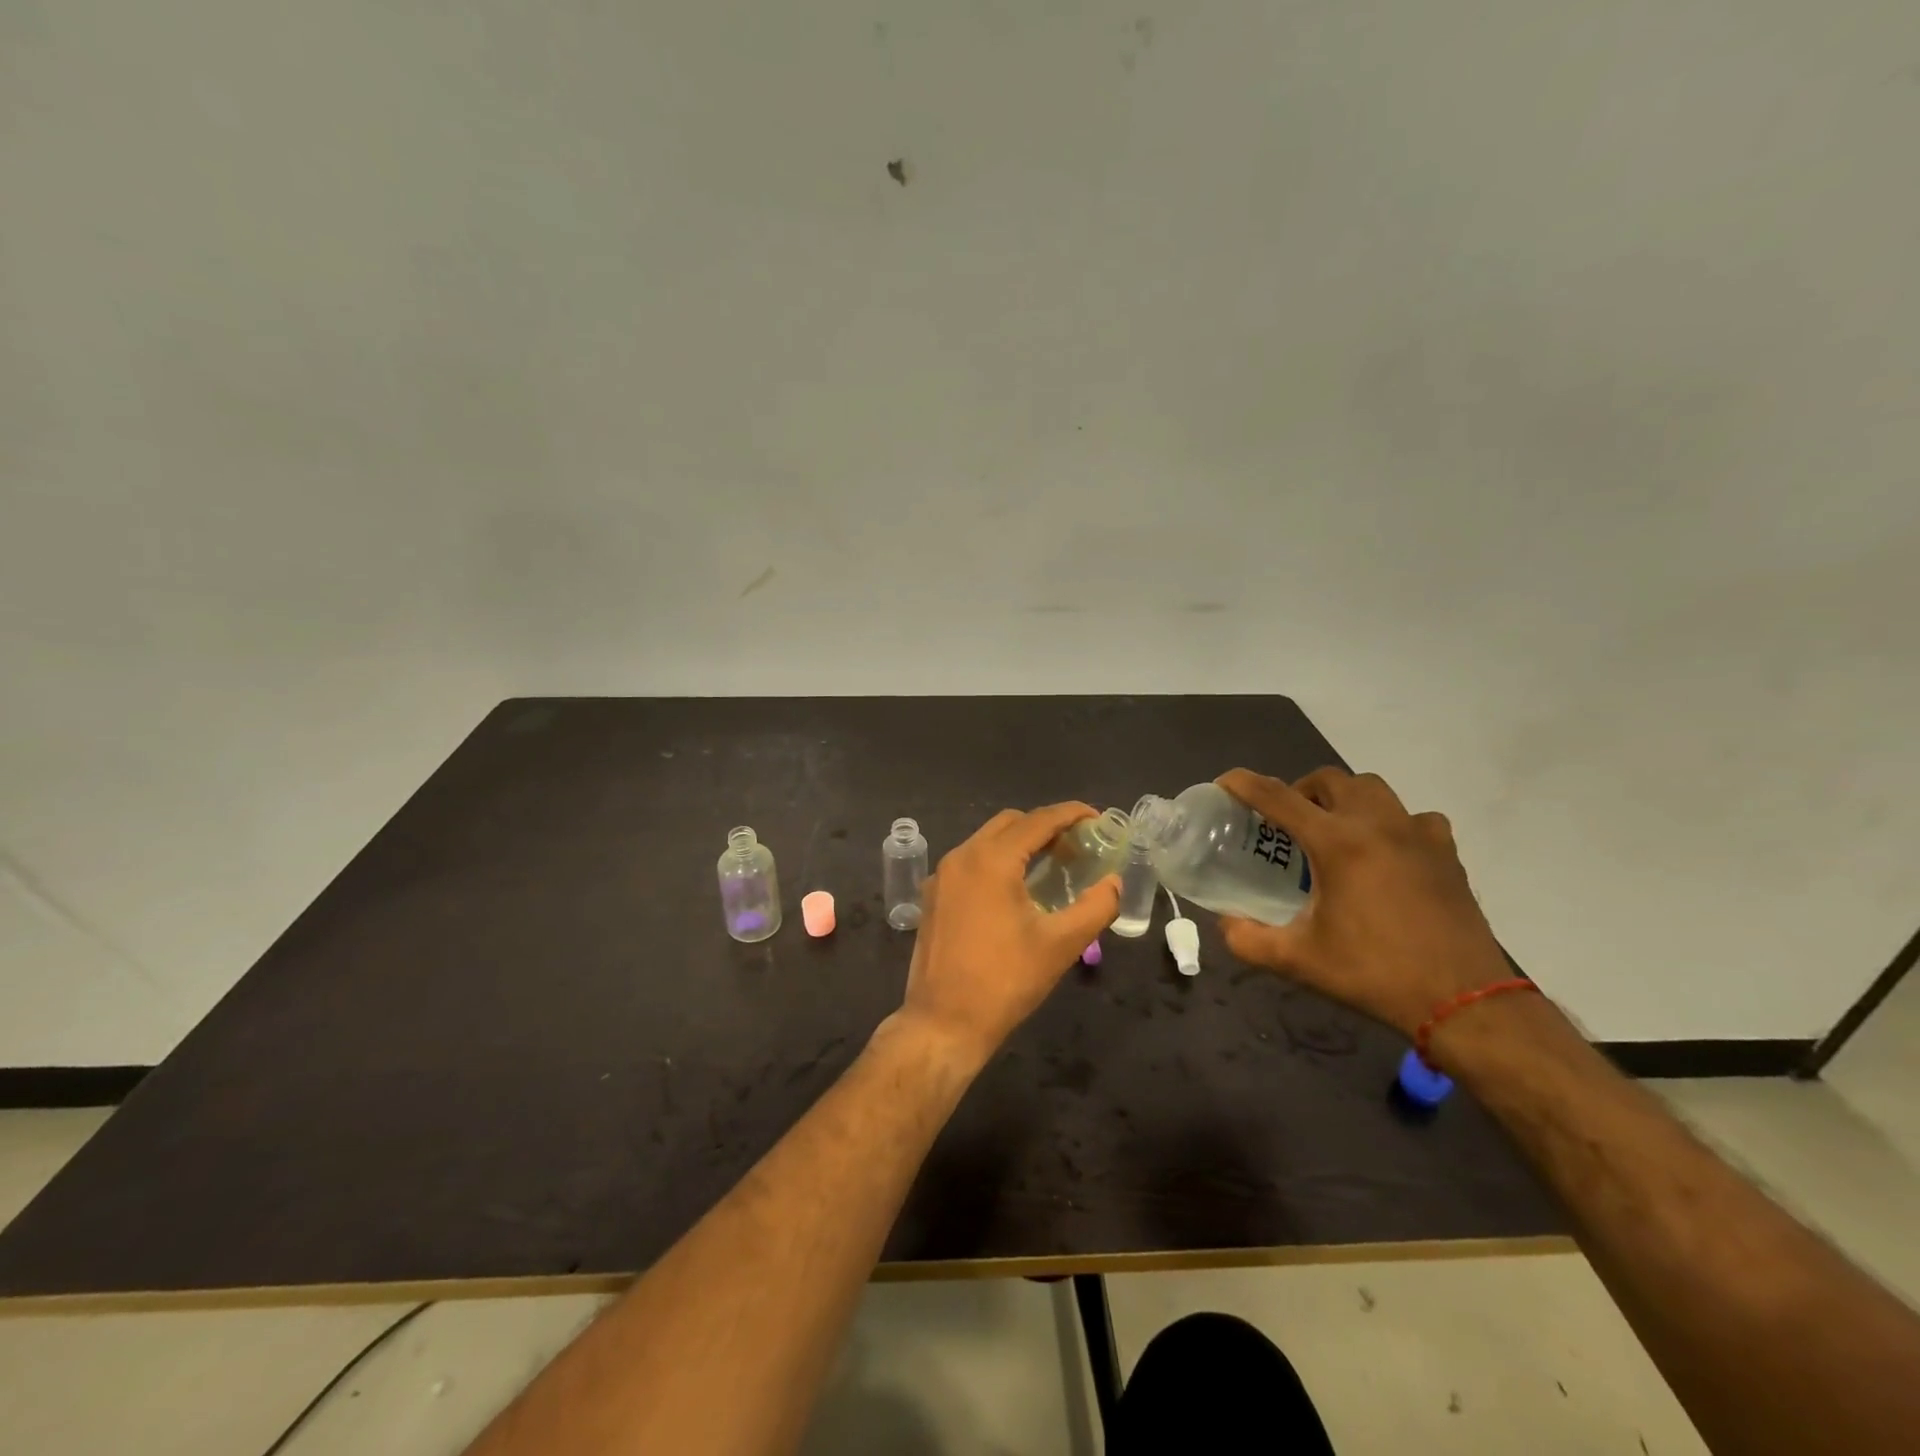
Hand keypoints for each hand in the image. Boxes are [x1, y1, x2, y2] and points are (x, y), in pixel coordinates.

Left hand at [893, 803, 1120, 1068]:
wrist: (943, 1023)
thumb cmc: (1005, 981)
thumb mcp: (1061, 945)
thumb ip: (1096, 907)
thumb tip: (1115, 883)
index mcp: (991, 860)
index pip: (1037, 821)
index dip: (1070, 814)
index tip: (1097, 818)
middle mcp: (961, 857)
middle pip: (1009, 823)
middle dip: (1045, 826)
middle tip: (1077, 847)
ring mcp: (942, 876)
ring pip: (986, 841)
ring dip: (1020, 844)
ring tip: (1052, 866)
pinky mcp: (933, 897)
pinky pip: (970, 863)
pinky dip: (997, 862)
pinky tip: (1016, 889)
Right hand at [1215, 767, 1510, 1039]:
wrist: (1464, 1003)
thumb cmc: (1375, 975)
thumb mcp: (1299, 961)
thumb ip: (1248, 940)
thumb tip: (1224, 923)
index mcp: (1338, 843)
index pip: (1277, 797)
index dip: (1244, 784)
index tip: (1224, 783)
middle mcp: (1378, 824)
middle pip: (1329, 780)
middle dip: (1298, 789)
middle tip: (1284, 822)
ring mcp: (1418, 835)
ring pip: (1372, 789)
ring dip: (1343, 798)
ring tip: (1332, 829)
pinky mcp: (1446, 853)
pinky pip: (1414, 817)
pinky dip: (1391, 822)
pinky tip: (1386, 851)